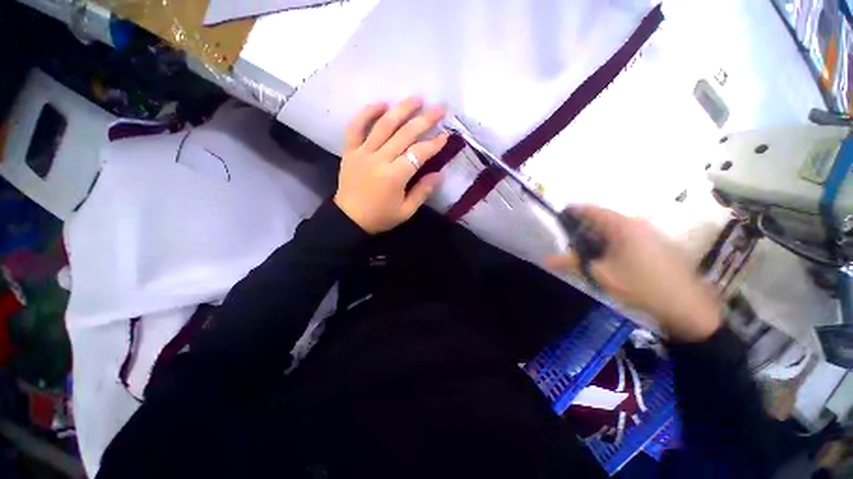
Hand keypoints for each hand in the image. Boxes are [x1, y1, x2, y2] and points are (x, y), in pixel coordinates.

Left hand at [334, 97, 448, 233]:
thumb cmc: (380, 217)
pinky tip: (381, 103)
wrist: (349, 219)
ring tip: (417, 98)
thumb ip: (423, 191)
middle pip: (405, 134)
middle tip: (439, 108)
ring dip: (401, 109)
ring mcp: (362, 152)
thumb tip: (440, 173)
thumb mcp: (406, 211)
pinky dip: (367, 113)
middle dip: (425, 120)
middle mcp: (379, 159)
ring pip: (383, 125)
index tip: (446, 135)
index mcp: (394, 176)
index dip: (434, 143)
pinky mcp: (350, 151)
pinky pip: (355, 127)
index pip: (418, 153)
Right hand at [545, 206, 721, 341]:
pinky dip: (613, 242)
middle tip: (569, 243)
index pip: (590, 209)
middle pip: (601, 218)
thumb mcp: (600, 274)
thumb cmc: (640, 285)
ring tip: (586, 253)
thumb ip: (571, 263)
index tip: (557, 221)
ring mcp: (650, 231)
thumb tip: (545, 260)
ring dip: (598, 237)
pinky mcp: (657, 242)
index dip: (571, 212)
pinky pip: (627, 235)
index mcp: (621, 225)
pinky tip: (609, 259)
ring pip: (615, 228)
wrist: (686, 306)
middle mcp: (636, 222)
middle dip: (583, 229)